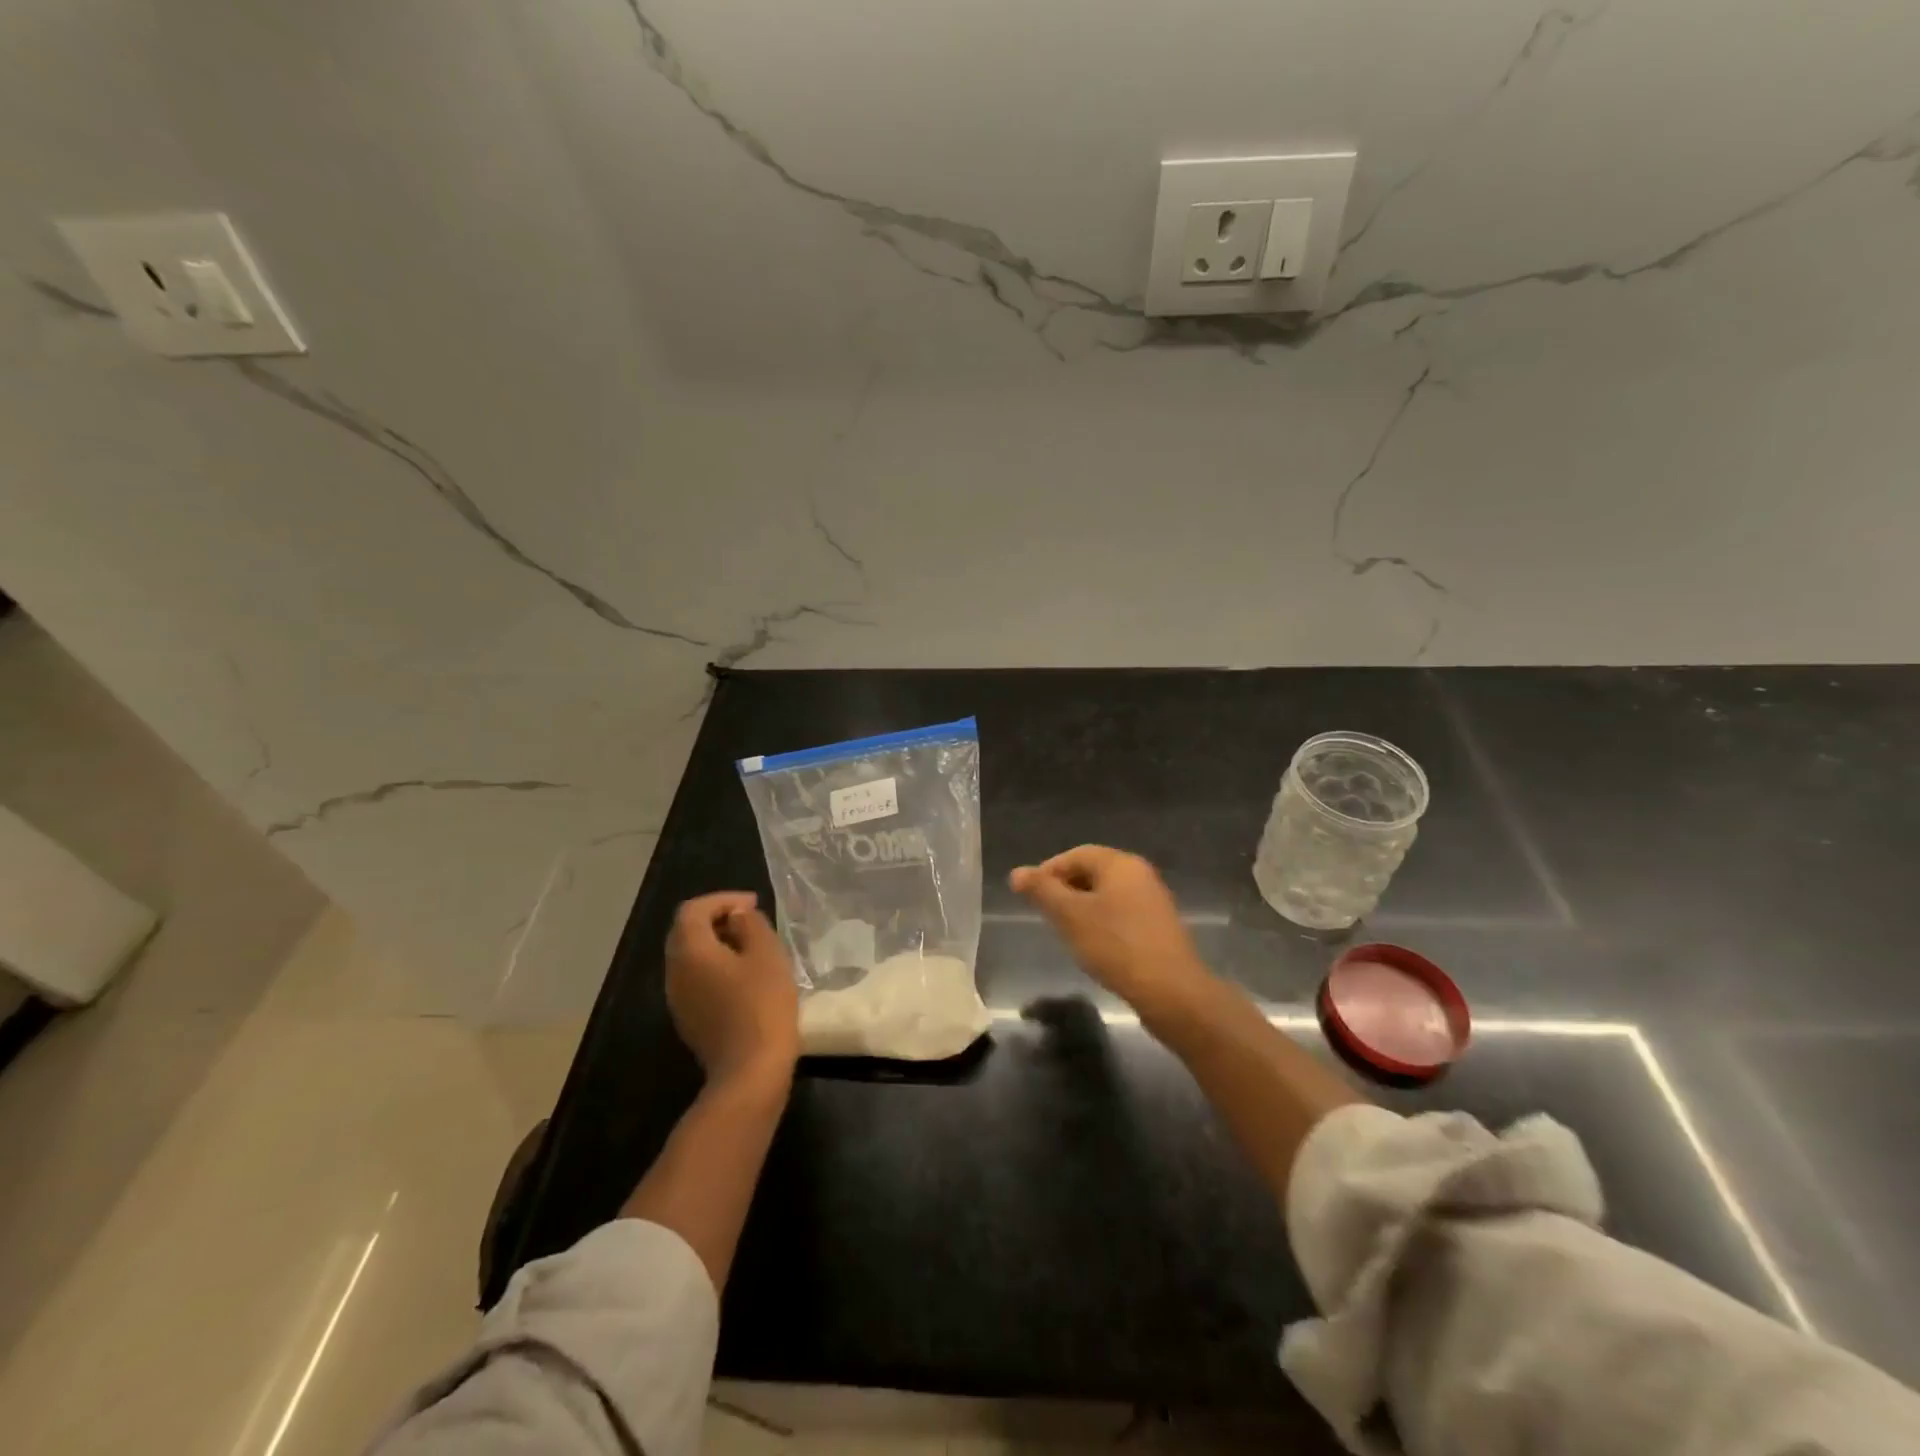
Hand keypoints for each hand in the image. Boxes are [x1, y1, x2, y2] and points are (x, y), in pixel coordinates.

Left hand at [664, 892, 799, 1087]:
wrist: (750, 1072)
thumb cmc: (761, 1005)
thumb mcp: (767, 954)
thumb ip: (751, 924)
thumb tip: (737, 916)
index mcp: (690, 951)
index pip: (693, 910)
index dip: (722, 900)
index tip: (752, 904)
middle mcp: (674, 972)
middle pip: (686, 933)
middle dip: (717, 920)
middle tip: (750, 921)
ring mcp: (678, 1000)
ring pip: (690, 958)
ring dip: (717, 945)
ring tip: (751, 948)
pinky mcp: (689, 1020)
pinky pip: (696, 981)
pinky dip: (715, 968)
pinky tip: (744, 978)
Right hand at [1010, 846, 1208, 1012]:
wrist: (1171, 992)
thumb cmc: (1116, 945)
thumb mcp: (1070, 916)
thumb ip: (1042, 891)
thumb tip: (1017, 872)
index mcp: (1120, 863)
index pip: (1075, 855)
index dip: (1048, 871)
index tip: (1029, 896)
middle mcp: (1140, 873)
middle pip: (1092, 871)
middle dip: (1064, 889)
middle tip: (1045, 913)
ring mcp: (1152, 900)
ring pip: (1106, 894)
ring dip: (1082, 907)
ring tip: (1065, 931)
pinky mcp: (1158, 926)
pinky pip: (1121, 913)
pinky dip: (1101, 921)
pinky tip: (1093, 944)